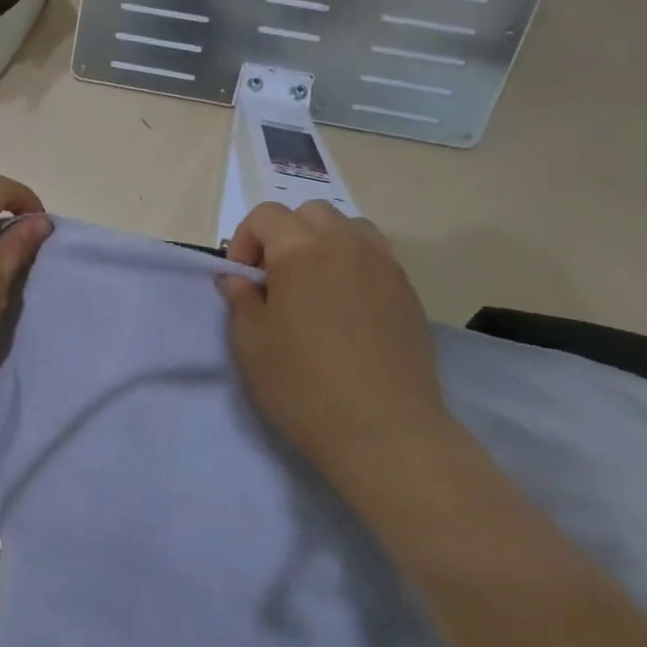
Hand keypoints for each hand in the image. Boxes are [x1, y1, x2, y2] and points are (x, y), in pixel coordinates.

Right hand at [217, 202, 452, 484]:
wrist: (386, 432)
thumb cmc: (304, 386)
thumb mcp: (251, 343)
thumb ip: (241, 299)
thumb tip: (238, 278)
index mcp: (301, 249)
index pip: (265, 216)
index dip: (244, 241)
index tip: (243, 281)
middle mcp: (346, 244)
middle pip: (310, 214)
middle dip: (285, 236)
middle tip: (276, 282)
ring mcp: (385, 266)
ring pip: (349, 229)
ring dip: (324, 245)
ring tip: (314, 289)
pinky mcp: (408, 293)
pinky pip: (375, 259)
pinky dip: (353, 267)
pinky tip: (346, 311)